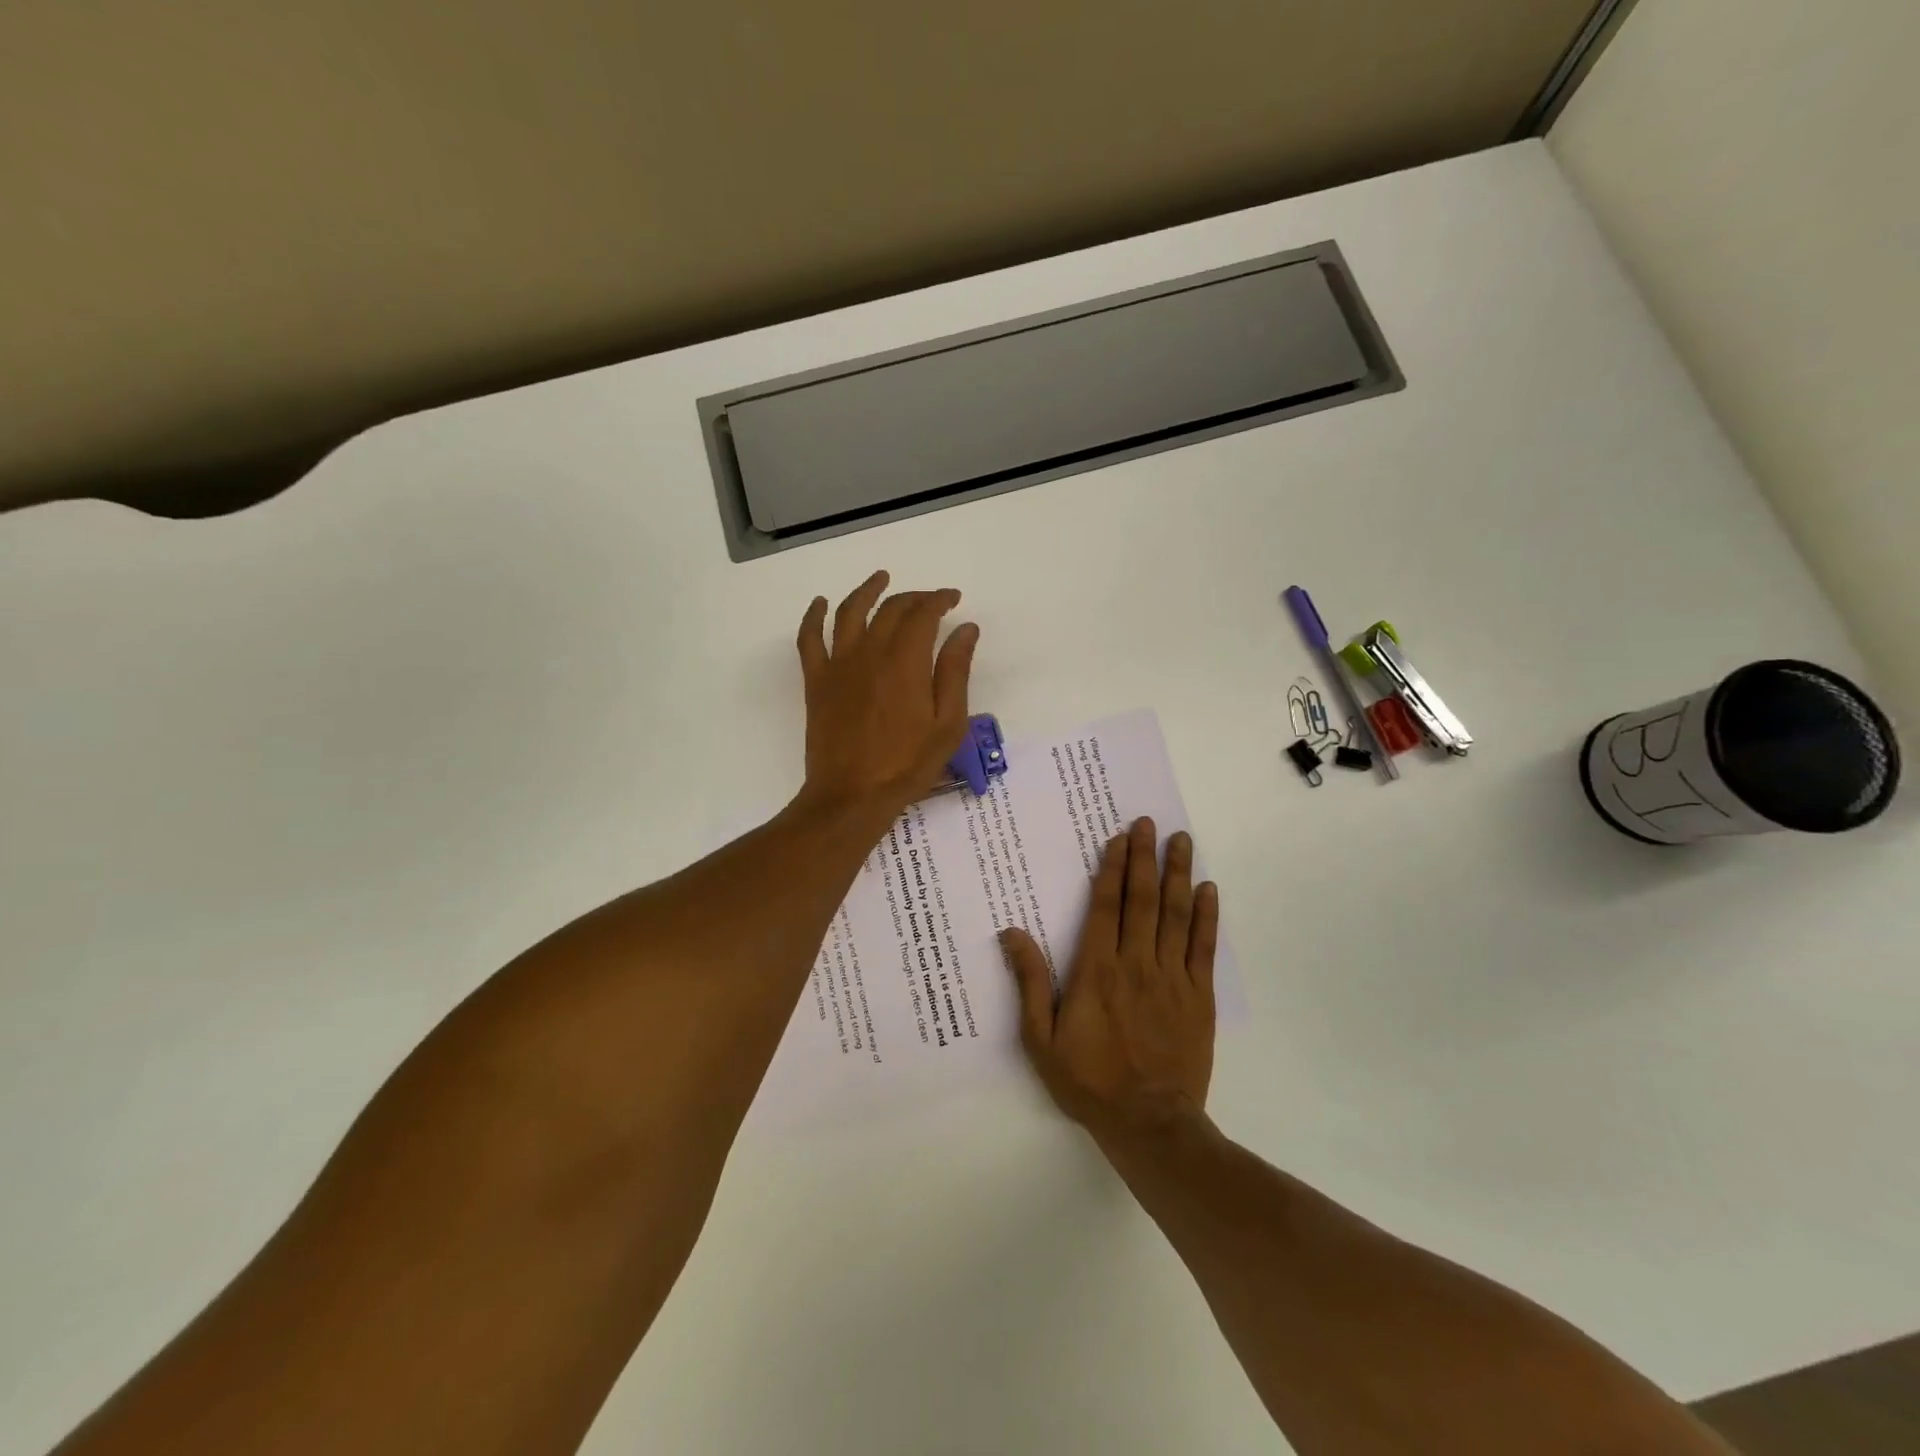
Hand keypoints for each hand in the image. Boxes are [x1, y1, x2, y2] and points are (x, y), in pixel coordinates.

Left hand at [794, 570, 979, 816]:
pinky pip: (809, 639)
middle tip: (930, 601)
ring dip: (867, 590)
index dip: (940, 599)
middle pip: (890, 609)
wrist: (852, 796)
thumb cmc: (907, 765)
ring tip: (880, 579)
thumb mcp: (948, 724)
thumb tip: (966, 629)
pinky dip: (813, 616)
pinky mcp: (816, 681)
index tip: (953, 598)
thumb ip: (956, 672)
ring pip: (849, 612)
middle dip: (914, 598)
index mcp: (905, 662)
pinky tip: (819, 604)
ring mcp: (838, 665)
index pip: (923, 614)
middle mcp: (869, 652)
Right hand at [1002, 816, 1218, 1141]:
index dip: (1112, 868)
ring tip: (1182, 841)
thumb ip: (1031, 983)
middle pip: (1142, 899)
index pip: (1105, 906)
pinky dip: (1207, 916)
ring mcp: (1172, 977)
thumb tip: (1011, 933)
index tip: (1119, 838)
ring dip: (1178, 874)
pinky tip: (1208, 889)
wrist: (1150, 1123)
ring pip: (1176, 914)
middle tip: (1150, 823)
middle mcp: (1136, 963)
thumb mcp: (1042, 1038)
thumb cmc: (1089, 1080)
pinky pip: (1204, 947)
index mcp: (1097, 970)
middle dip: (1145, 857)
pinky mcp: (1198, 995)